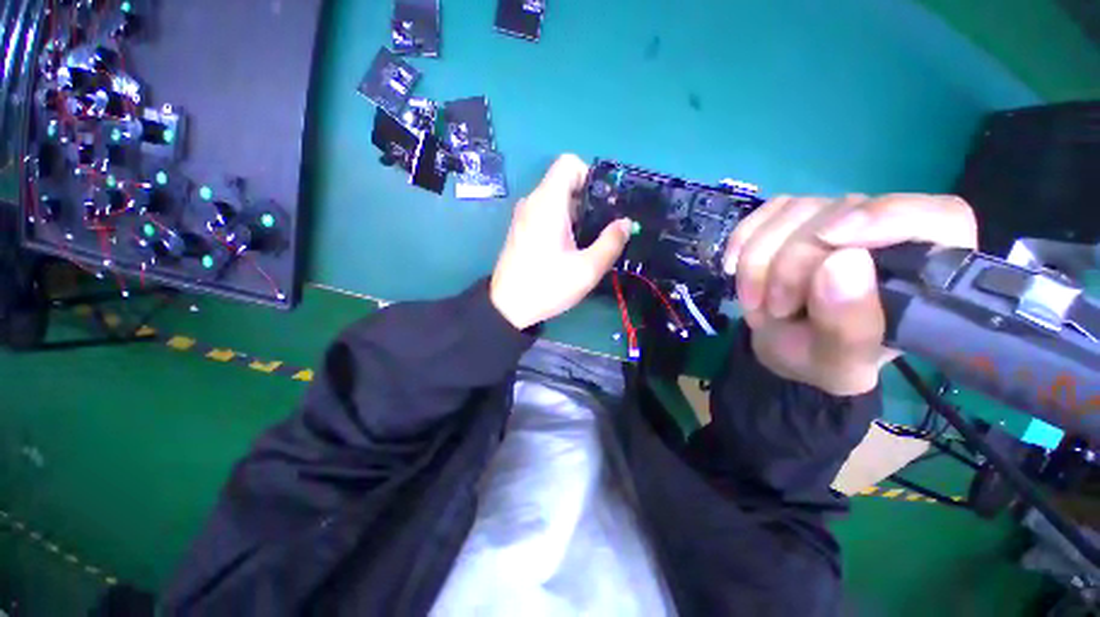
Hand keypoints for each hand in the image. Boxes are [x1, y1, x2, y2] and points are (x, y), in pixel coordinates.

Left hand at [490, 154, 632, 329]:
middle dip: (588, 200)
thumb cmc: (547, 286)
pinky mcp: (521, 229)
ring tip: (587, 241)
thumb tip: (626, 223)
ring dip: (576, 214)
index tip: (602, 204)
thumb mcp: (587, 269)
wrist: (507, 306)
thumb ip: (611, 243)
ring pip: (556, 200)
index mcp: (547, 203)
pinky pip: (545, 213)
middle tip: (602, 228)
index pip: (569, 164)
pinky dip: (562, 222)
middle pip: (564, 182)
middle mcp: (533, 202)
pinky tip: (568, 248)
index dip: (590, 176)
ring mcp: (524, 216)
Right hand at [724, 194, 977, 395]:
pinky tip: (734, 270)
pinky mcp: (793, 217)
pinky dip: (741, 242)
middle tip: (774, 309)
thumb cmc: (819, 360)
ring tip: (755, 302)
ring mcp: (834, 217)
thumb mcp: (837, 365)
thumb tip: (841, 262)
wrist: (779, 345)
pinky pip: (763, 213)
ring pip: (795, 210)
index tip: (829, 240)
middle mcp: (885, 231)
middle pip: (843, 212)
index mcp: (925, 271)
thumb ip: (849, 327)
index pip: (936, 216)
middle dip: (791, 263)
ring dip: (758, 261)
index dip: (886, 217)